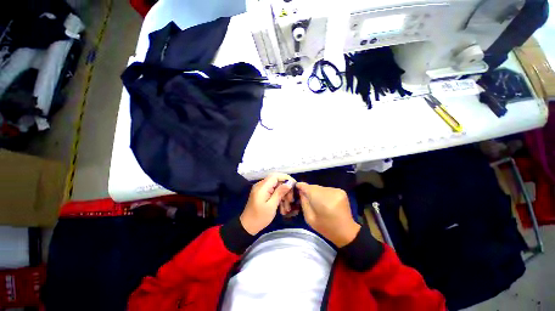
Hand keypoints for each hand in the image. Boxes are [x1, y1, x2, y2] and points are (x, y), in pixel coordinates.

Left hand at [240, 173, 295, 234]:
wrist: (247, 226)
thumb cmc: (259, 217)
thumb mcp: (271, 206)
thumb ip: (279, 193)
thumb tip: (289, 183)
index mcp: (262, 187)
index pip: (276, 176)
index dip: (286, 178)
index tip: (294, 185)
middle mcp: (261, 185)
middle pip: (277, 181)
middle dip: (286, 189)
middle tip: (291, 200)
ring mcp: (261, 189)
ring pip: (276, 187)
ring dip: (283, 195)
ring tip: (287, 207)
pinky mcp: (262, 194)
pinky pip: (273, 192)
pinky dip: (279, 198)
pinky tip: (282, 207)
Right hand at [296, 182, 360, 246]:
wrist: (346, 231)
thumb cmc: (326, 228)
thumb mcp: (309, 218)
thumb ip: (304, 203)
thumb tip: (301, 191)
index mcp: (322, 201)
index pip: (308, 188)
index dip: (301, 186)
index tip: (296, 186)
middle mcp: (330, 192)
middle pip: (314, 187)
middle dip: (309, 190)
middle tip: (305, 196)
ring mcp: (337, 191)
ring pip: (320, 188)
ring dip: (316, 192)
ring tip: (316, 201)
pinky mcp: (341, 191)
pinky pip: (327, 189)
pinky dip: (324, 193)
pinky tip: (325, 201)